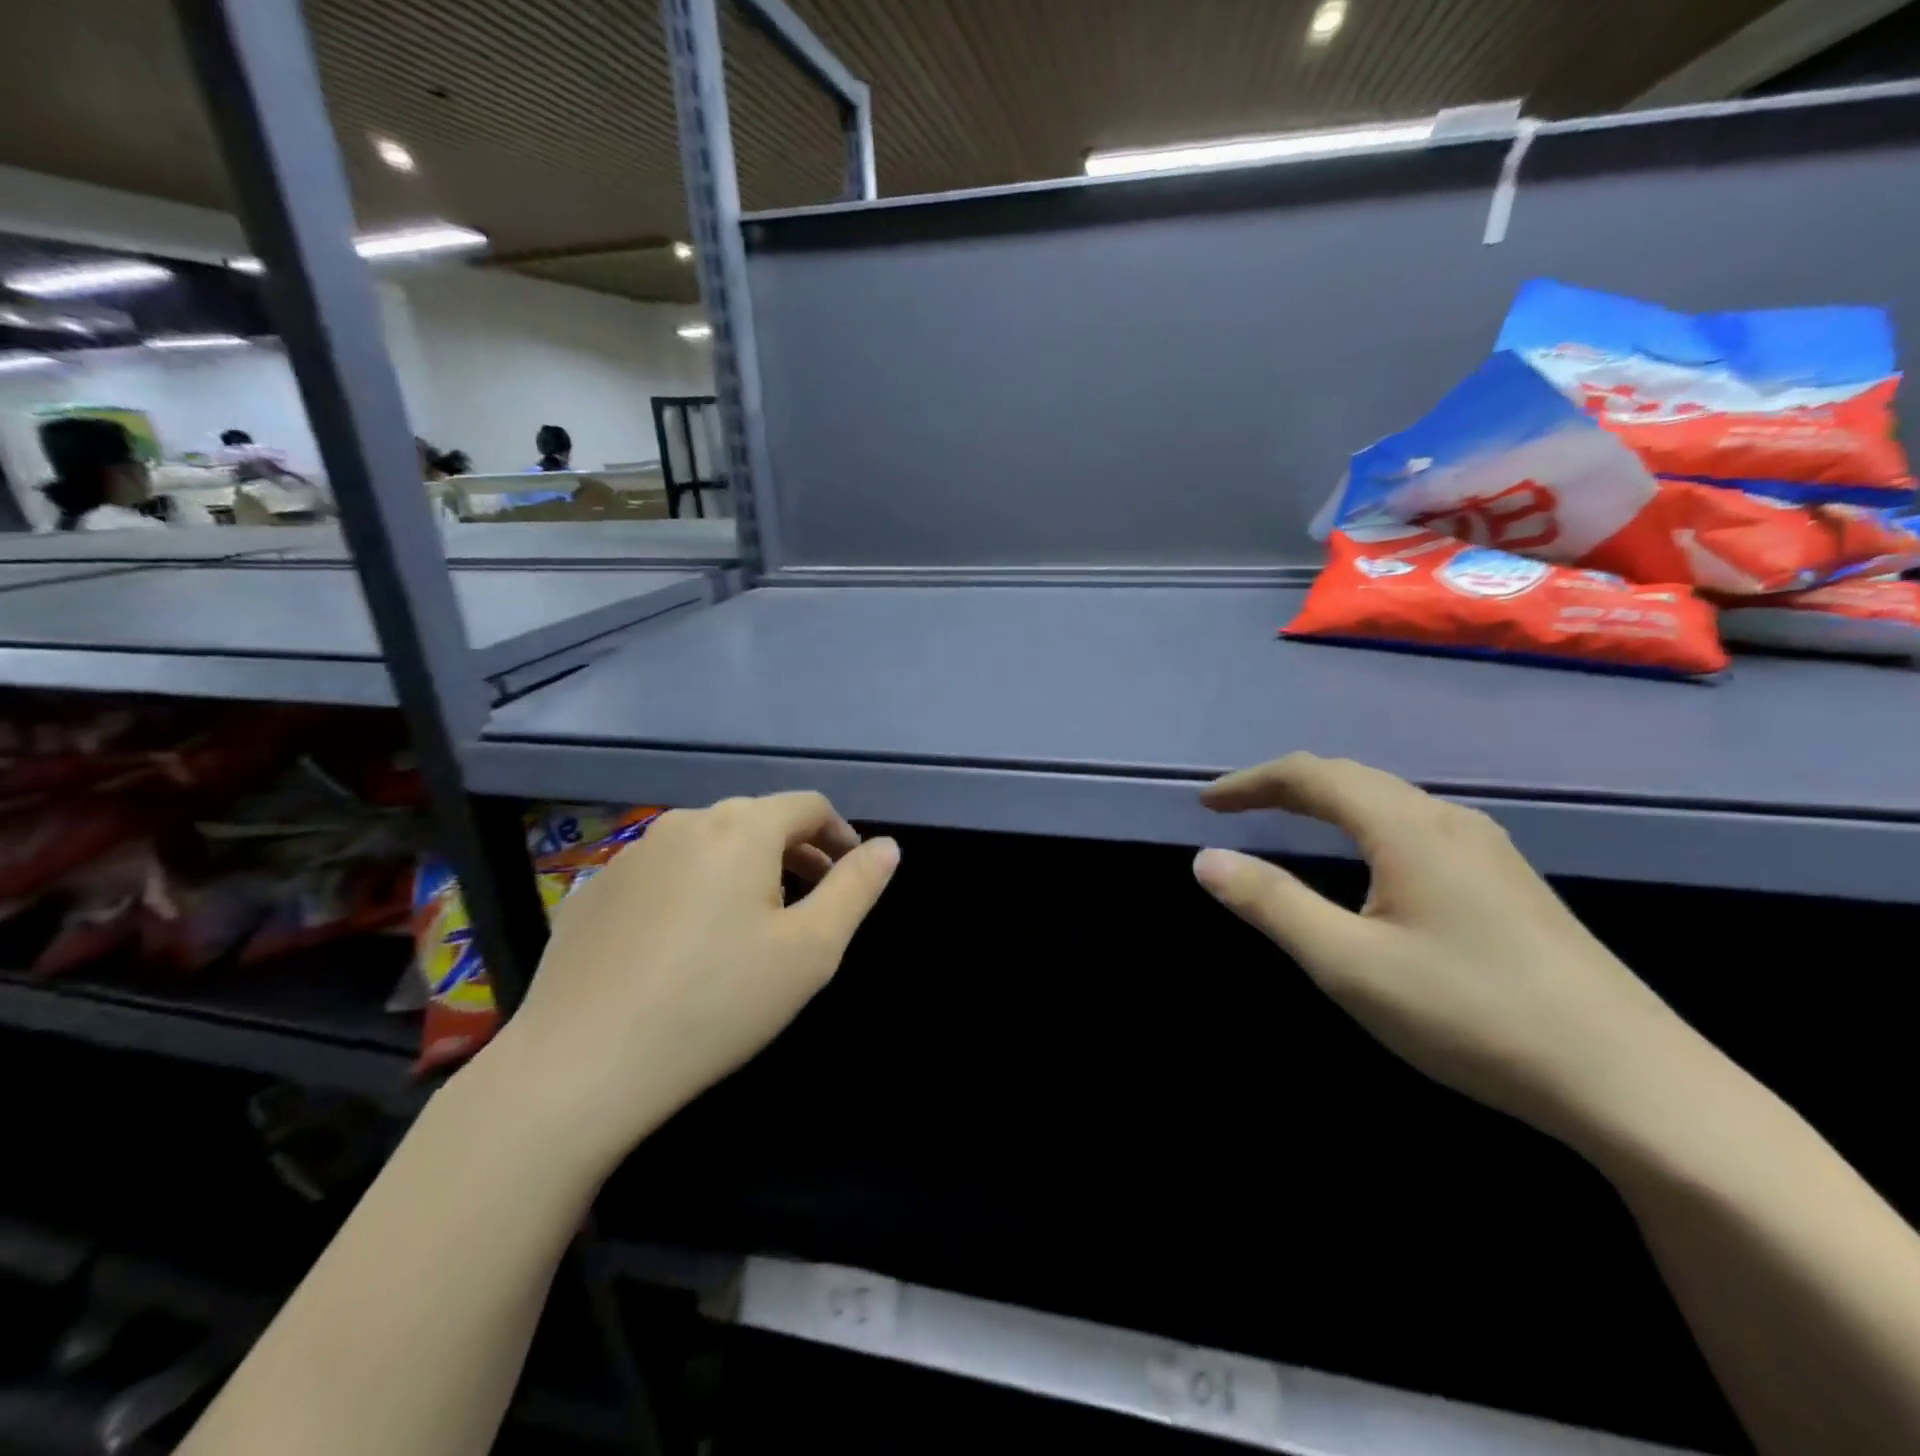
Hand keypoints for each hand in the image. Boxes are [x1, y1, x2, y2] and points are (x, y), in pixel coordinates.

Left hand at [481, 793, 899, 1178]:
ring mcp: (630, 854)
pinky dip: (692, 890)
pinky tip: (684, 948)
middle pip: (757, 820)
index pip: (808, 806)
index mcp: (741, 828)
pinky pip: (663, 873)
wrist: (579, 1067)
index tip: (852, 877)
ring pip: (708, 845)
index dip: (840, 835)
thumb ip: (856, 888)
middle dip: (795, 853)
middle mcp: (684, 823)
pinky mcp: (594, 890)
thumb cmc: (717, 1003)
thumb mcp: (810, 951)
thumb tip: (888, 846)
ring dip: (744, 870)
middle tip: (810, 906)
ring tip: (750, 927)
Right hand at [1191, 754, 1711, 1154]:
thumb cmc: (1472, 1016)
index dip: (1251, 782)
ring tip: (1289, 824)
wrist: (1636, 1085)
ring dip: (1327, 802)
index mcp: (1407, 829)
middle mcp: (1449, 821)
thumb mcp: (1349, 965)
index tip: (1206, 805)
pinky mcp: (1510, 883)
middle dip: (1285, 786)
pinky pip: (1416, 827)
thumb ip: (1272, 905)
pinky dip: (1365, 824)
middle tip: (1237, 810)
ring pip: (1389, 801)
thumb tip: (1206, 858)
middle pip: (1352, 778)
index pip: (1312, 775)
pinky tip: (1370, 863)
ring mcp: (1489, 850)